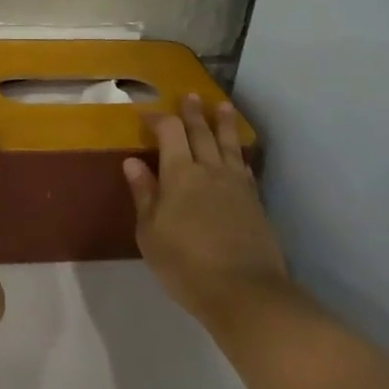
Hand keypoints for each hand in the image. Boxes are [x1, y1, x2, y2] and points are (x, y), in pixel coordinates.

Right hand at [125, 95, 289, 328]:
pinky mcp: (255, 203)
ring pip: (229, 145)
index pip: (169, 132)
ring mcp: (236, 185)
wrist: (244, 292)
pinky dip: (239, 155)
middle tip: (191, 95)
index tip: (147, 114)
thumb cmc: (185, 264)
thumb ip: (144, 194)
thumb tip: (133, 162)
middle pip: (202, 132)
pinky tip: (239, 154)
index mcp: (180, 174)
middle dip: (193, 113)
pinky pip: (245, 168)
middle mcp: (210, 170)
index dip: (158, 119)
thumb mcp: (150, 232)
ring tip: (223, 106)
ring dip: (224, 124)